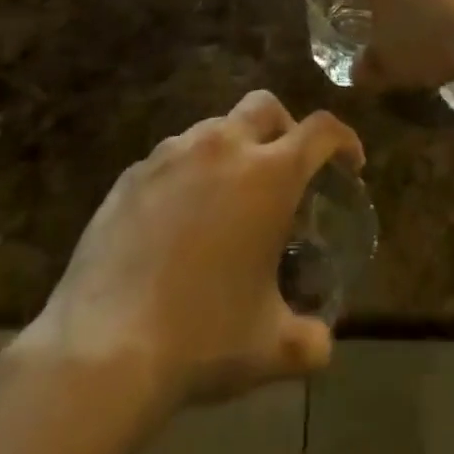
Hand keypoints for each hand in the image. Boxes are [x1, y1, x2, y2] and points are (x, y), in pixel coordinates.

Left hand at [16, 91, 362, 415]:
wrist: (103, 347)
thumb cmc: (202, 337)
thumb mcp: (270, 347)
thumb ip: (310, 339)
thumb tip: (322, 342)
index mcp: (268, 175)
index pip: (320, 130)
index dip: (344, 140)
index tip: (350, 163)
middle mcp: (222, 147)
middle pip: (265, 106)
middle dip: (285, 127)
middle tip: (286, 169)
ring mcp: (171, 154)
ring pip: (215, 127)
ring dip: (233, 149)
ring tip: (227, 199)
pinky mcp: (132, 173)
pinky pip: (172, 156)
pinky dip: (189, 173)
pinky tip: (178, 220)